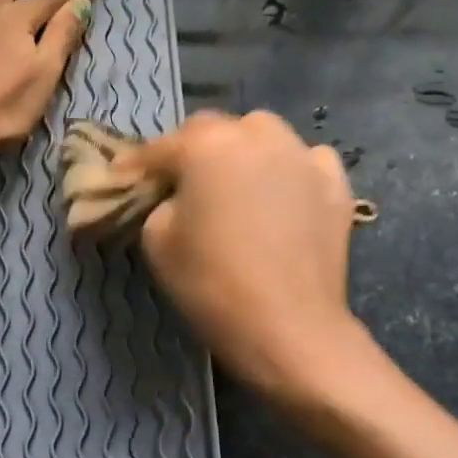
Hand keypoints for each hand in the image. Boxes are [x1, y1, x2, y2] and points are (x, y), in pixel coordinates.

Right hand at [128, 111, 367, 399]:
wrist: (288, 327)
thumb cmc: (211, 283)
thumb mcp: (157, 240)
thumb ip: (157, 202)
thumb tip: (172, 195)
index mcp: (207, 146)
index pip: (160, 147)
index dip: (136, 164)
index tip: (121, 178)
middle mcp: (257, 136)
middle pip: (213, 129)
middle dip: (189, 151)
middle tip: (177, 182)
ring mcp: (302, 156)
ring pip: (262, 135)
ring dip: (240, 151)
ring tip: (231, 182)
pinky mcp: (335, 184)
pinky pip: (303, 161)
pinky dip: (287, 169)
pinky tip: (280, 195)